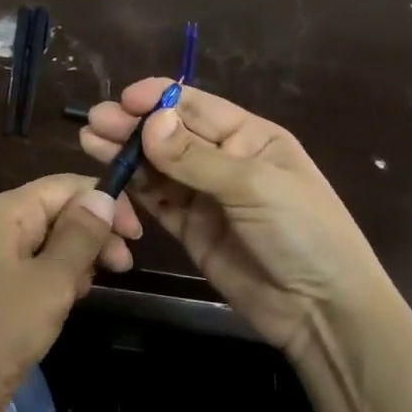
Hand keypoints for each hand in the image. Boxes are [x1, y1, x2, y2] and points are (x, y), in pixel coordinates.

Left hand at [0, 175, 142, 411]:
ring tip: (84, 293)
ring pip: (36, 242)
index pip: (63, 186)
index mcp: (1, 212)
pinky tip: (57, 306)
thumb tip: (101, 194)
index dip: (103, 203)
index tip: (136, 238)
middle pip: (49, 211)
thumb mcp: (51, 283)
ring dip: (70, 259)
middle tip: (122, 269)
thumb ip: (80, 235)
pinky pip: (18, 268)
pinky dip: (45, 278)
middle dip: (90, 233)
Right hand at [81, 81, 392, 362]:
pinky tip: (109, 176)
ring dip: (125, 153)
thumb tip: (150, 122)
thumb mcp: (254, 187)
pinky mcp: (190, 228)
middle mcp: (224, 159)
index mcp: (250, 136)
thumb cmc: (303, 233)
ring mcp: (205, 195)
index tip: (123, 100)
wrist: (321, 311)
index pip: (196, 106)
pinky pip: (156, 200)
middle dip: (133, 125)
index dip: (159, 100)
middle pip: (170, 134)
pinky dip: (133, 188)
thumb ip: (196, 157)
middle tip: (94, 122)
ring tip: (89, 141)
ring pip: (157, 165)